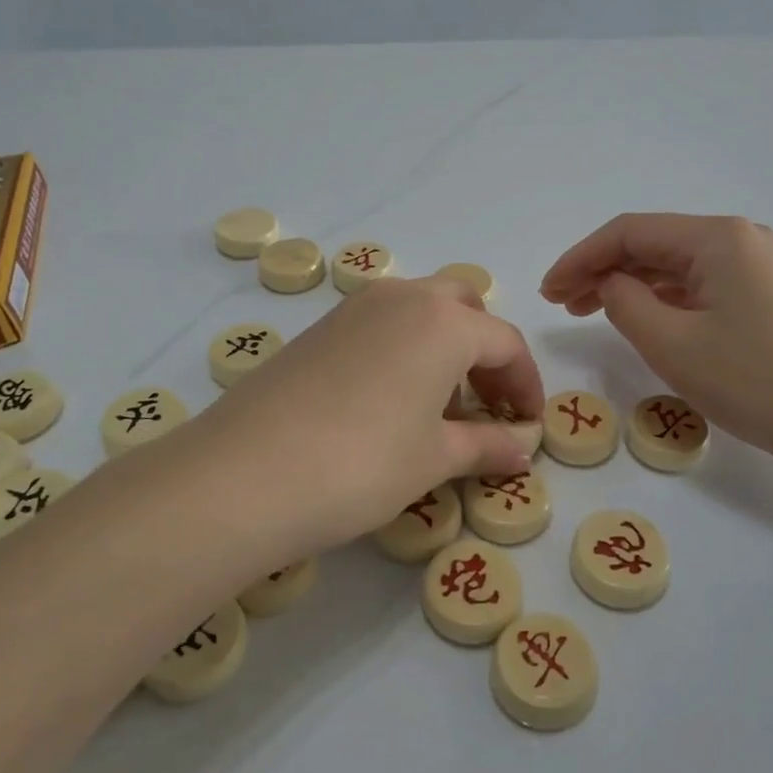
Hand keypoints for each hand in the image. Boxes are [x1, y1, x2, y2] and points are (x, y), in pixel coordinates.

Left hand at [179, 277, 543, 557]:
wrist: (243, 475)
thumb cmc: (362, 464)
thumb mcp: (434, 459)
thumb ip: (487, 446)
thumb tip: (522, 448)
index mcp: (444, 322)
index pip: (506, 343)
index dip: (526, 385)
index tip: (529, 425)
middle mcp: (402, 298)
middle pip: (463, 308)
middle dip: (485, 351)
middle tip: (487, 404)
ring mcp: (353, 308)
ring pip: (419, 311)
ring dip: (444, 347)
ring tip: (439, 408)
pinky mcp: (318, 329)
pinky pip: (380, 325)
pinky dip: (404, 350)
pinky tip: (390, 403)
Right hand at [539, 214, 772, 467]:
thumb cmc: (752, 379)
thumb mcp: (671, 342)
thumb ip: (624, 301)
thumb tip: (610, 283)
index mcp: (716, 237)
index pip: (630, 232)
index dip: (580, 257)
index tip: (547, 290)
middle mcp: (738, 238)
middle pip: (652, 244)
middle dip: (601, 269)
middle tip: (561, 302)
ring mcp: (756, 265)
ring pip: (675, 265)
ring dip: (629, 283)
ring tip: (588, 310)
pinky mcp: (764, 294)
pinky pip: (698, 284)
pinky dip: (661, 297)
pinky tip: (639, 315)